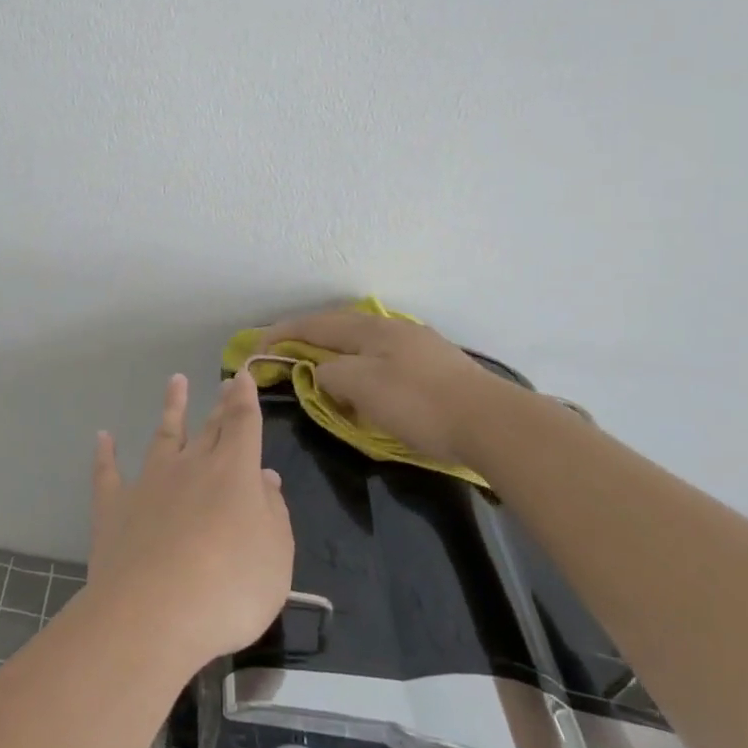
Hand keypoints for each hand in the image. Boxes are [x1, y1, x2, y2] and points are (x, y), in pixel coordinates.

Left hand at [88, 370, 293, 667]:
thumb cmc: (229, 589)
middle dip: (219, 404)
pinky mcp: (114, 507)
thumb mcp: (276, 556)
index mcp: (234, 473)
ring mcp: (149, 483)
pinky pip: (108, 473)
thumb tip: (264, 478)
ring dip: (171, 408)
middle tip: (223, 382)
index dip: (245, 399)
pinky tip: (103, 437)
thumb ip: (273, 513)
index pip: (243, 424)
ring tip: (175, 382)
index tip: (243, 376)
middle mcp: (191, 467)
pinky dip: (105, 454)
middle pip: (209, 428)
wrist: (153, 615)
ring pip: (163, 436)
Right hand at [253, 307, 511, 466]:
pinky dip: (359, 367)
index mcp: (370, 330)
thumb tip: (321, 373)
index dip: (282, 333)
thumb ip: (331, 374)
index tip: (256, 348)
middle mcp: (391, 329)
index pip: (314, 324)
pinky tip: (364, 382)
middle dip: (307, 339)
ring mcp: (416, 345)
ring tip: (319, 370)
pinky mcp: (434, 367)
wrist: (492, 423)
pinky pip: (381, 359)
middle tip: (284, 356)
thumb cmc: (420, 404)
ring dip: (334, 353)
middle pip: (338, 328)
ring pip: (361, 344)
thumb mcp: (362, 387)